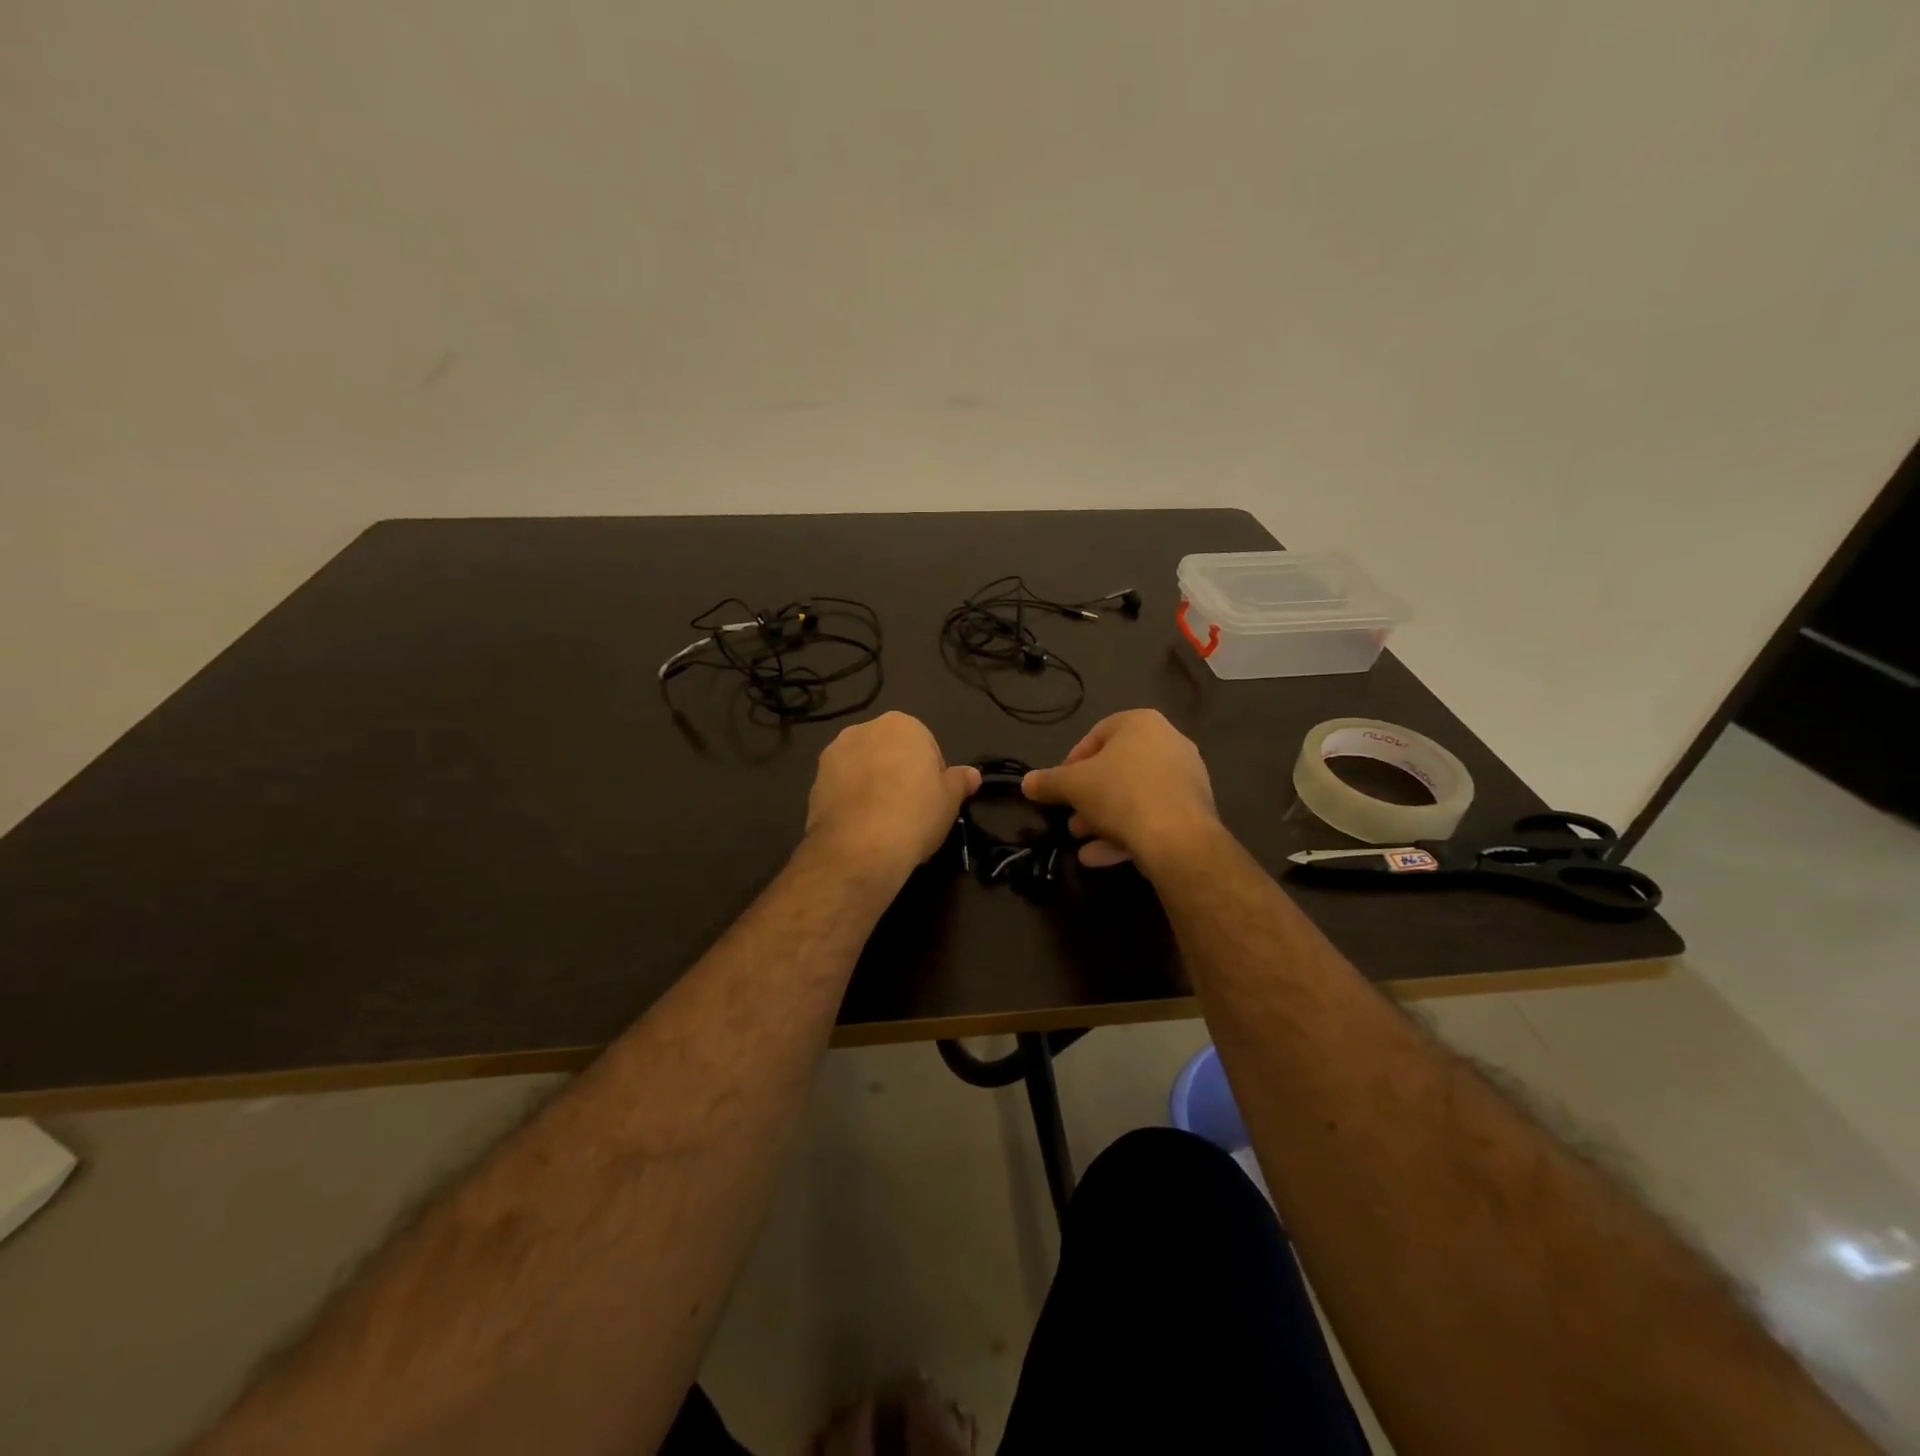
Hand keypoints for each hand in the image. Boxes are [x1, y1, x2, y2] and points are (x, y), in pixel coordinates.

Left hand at [805, 712, 980, 877]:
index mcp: (900, 724)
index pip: (925, 744)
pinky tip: (863, 828)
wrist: (860, 847)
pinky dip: (852, 801)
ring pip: (862, 768)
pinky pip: (841, 788)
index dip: (932, 773)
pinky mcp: (814, 783)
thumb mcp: (950, 799)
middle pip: (889, 751)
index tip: (933, 799)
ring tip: (884, 821)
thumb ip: (960, 781)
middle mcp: (862, 730)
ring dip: (872, 785)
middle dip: (899, 773)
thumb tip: (972, 775)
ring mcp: (833, 755)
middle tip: (911, 809)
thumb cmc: (915, 813)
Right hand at [1021, 709, 1217, 868]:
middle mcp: (1169, 743)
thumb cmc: (1120, 794)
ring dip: (1104, 818)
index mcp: (1141, 724)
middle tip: (1071, 817)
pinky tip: (1100, 856)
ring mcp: (1186, 777)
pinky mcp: (1194, 810)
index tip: (1059, 786)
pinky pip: (1152, 816)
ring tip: (1081, 838)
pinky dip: (1127, 832)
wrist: (1177, 838)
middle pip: (1117, 769)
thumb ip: (1048, 782)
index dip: (1072, 762)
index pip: (1096, 734)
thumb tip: (1026, 782)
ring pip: (1134, 795)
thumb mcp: (1073, 786)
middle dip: (1088, 796)